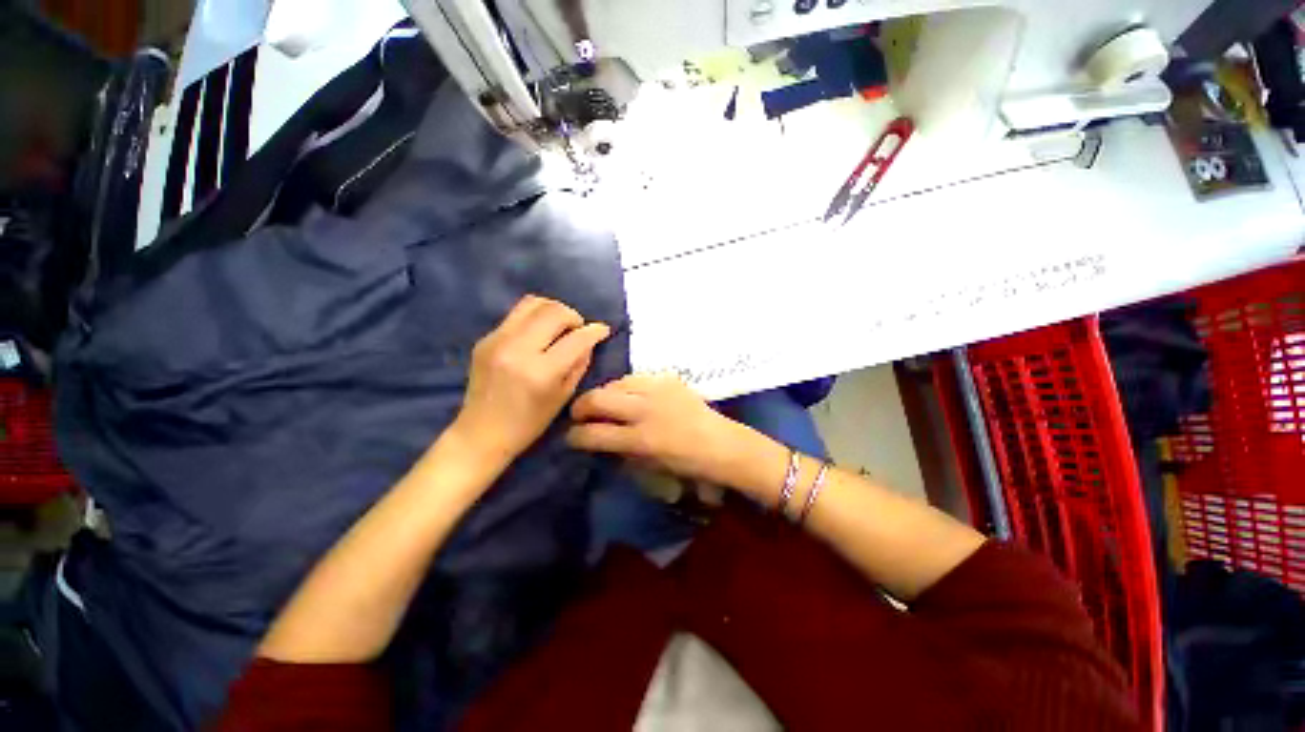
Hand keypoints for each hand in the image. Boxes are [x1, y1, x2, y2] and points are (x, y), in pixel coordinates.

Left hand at [451, 296, 610, 465]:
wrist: (480, 433)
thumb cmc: (528, 424)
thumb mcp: (563, 397)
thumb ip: (579, 364)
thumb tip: (588, 341)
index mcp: (540, 372)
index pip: (575, 339)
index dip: (594, 331)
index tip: (603, 330)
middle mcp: (517, 349)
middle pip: (553, 311)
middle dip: (573, 316)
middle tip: (578, 329)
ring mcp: (497, 340)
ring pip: (533, 303)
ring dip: (553, 310)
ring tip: (559, 326)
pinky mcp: (485, 338)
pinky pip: (516, 315)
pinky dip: (535, 318)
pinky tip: (538, 334)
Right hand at [567, 374, 758, 485]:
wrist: (720, 443)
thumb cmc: (685, 463)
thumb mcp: (648, 466)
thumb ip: (619, 451)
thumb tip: (596, 438)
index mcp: (640, 439)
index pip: (593, 434)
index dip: (575, 436)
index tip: (571, 437)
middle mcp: (645, 410)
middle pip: (598, 398)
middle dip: (581, 407)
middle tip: (580, 414)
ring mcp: (657, 389)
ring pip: (615, 383)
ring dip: (604, 393)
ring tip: (605, 403)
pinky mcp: (668, 378)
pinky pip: (636, 378)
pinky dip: (626, 387)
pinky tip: (630, 396)